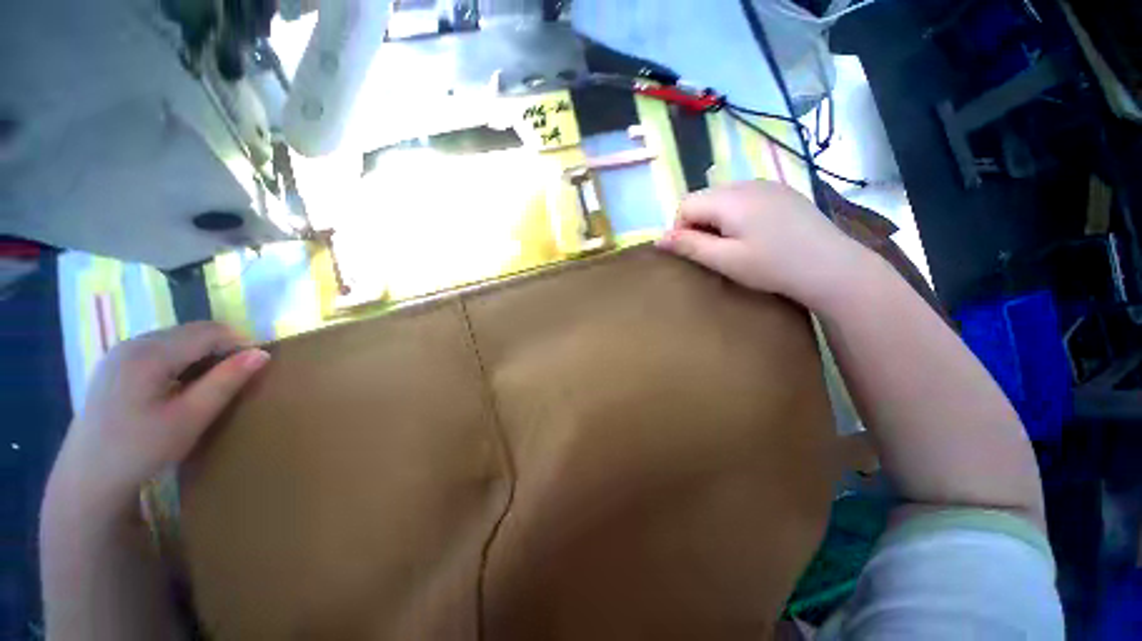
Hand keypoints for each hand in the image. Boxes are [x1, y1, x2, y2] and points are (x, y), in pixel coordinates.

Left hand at [47, 322, 269, 516]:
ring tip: (208, 384)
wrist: (89, 477)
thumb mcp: (190, 419)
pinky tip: (178, 385)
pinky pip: (159, 348)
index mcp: (149, 354)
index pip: (209, 332)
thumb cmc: (142, 450)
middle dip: (221, 348)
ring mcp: (120, 351)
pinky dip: (180, 359)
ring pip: (176, 338)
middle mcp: (133, 342)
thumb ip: (226, 382)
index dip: (239, 344)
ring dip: (201, 353)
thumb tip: (262, 354)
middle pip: (192, 331)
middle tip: (234, 379)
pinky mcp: (115, 363)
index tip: (254, 368)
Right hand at [656, 180, 866, 306]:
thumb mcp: (724, 260)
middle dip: (699, 223)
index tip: (696, 252)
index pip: (685, 205)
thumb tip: (658, 238)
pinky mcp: (782, 191)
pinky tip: (756, 234)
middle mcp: (746, 182)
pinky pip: (745, 197)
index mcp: (729, 199)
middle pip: (704, 198)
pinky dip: (737, 214)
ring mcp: (767, 184)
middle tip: (715, 251)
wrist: (832, 267)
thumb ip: (688, 246)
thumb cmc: (773, 266)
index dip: (681, 229)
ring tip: (735, 244)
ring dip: (717, 219)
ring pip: (723, 197)